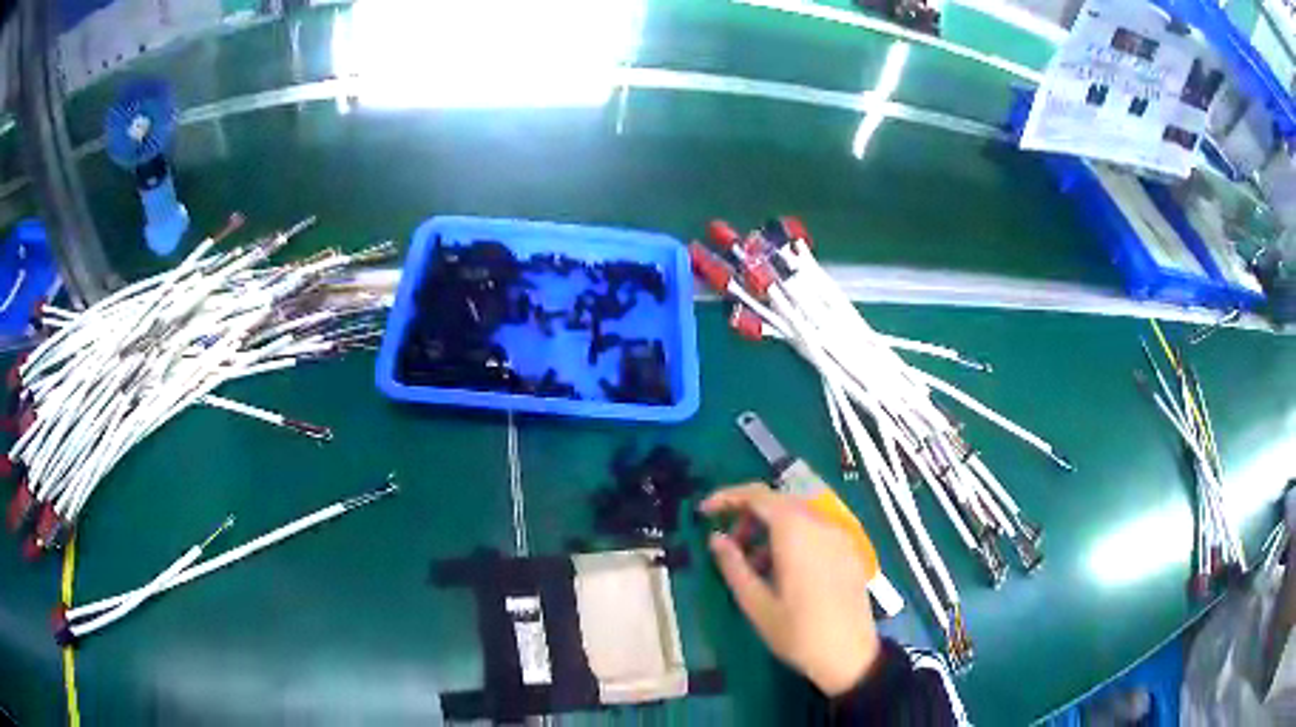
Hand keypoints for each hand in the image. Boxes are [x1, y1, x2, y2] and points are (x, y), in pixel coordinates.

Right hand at [700, 482, 880, 696]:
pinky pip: (815, 531)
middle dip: (749, 516)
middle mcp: (821, 523)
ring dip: (770, 529)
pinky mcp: (850, 550)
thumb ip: (733, 565)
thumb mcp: (755, 603)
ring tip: (753, 565)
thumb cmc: (797, 632)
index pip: (757, 495)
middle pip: (779, 502)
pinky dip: (792, 538)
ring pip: (798, 516)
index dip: (728, 497)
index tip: (704, 513)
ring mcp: (840, 536)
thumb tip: (716, 538)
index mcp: (796, 531)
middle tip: (729, 545)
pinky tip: (783, 571)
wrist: (850, 655)